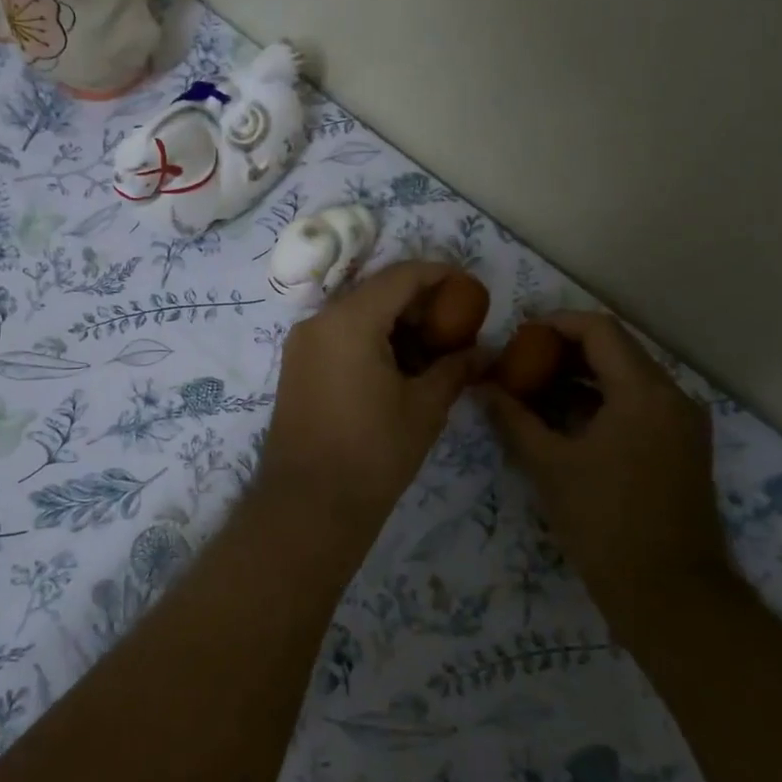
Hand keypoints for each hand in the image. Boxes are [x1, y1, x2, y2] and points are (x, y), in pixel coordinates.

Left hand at [259, 261, 484, 525]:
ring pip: (357, 314)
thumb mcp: (424, 408)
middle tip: (457, 326)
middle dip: (419, 303)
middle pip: (377, 292)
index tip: (470, 288)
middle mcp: (319, 321)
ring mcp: (302, 343)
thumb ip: (455, 369)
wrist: (308, 507)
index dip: (440, 275)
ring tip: (434, 351)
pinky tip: (401, 367)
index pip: (401, 276)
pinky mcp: (297, 366)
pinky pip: (340, 336)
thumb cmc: (373, 454)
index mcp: (349, 321)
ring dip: (396, 323)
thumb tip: (484, 352)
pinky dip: (372, 340)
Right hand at [482, 311, 723, 595]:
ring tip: (535, 390)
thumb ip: (514, 418)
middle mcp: (672, 396)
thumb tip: (484, 387)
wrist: (671, 595)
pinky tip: (565, 420)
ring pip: (627, 378)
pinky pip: (639, 405)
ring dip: (582, 377)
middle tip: (521, 362)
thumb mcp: (550, 466)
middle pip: (615, 350)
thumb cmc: (605, 524)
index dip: (556, 324)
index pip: (599, 330)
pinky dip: (602, 402)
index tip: (519, 335)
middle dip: (565, 351)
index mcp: (644, 392)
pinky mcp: (682, 447)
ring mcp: (682, 423)